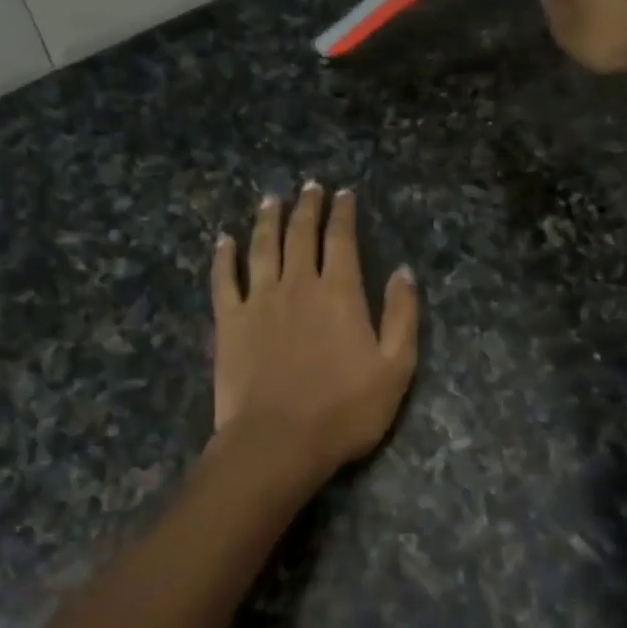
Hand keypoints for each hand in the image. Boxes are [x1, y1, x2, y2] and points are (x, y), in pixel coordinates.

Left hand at [210, 183, 419, 477]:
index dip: (342, 214)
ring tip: (270, 199)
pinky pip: (224, 279)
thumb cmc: (345, 410)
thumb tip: (403, 271)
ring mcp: (259, 300)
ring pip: (262, 247)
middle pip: (301, 234)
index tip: (342, 193)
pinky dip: (223, 256)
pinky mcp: (229, 321)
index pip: (341, 240)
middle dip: (306, 207)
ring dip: (267, 220)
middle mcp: (298, 284)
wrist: (278, 441)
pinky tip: (223, 240)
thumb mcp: (396, 367)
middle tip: (309, 187)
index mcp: (340, 293)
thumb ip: (402, 315)